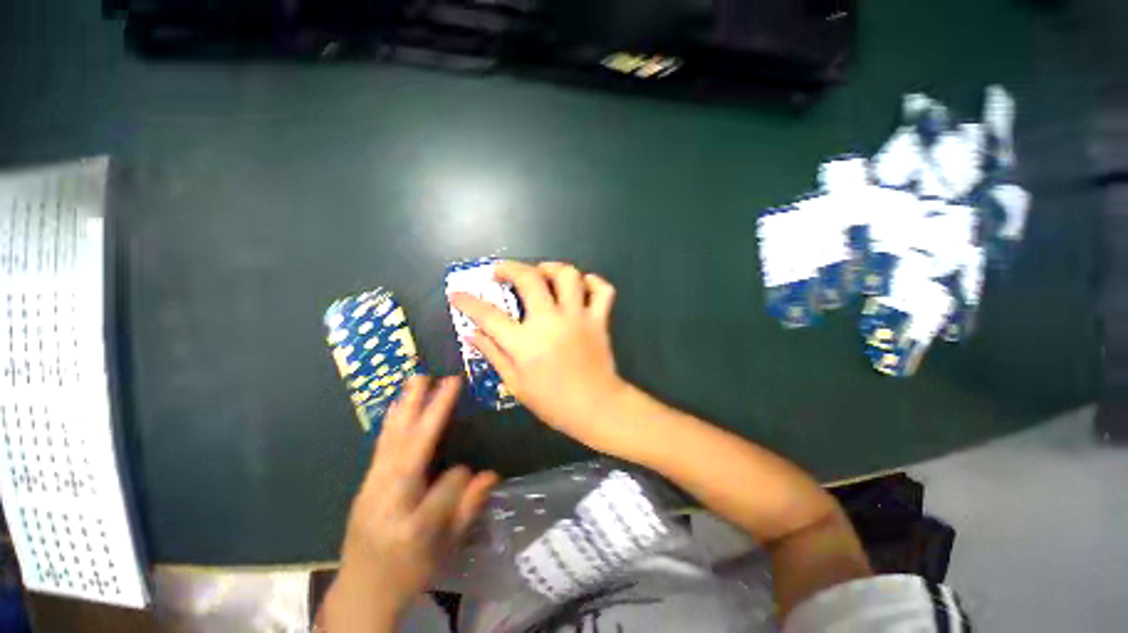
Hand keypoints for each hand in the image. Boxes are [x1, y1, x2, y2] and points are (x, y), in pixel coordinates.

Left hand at [325, 376, 498, 631]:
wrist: (360, 591)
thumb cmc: (409, 572)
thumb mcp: (446, 550)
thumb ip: (468, 510)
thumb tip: (491, 473)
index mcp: (413, 526)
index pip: (446, 485)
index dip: (462, 478)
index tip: (475, 477)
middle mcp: (388, 501)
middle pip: (411, 450)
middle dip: (430, 412)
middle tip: (443, 380)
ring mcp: (371, 490)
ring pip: (393, 441)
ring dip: (408, 407)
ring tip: (418, 379)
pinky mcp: (364, 483)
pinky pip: (381, 445)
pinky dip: (393, 421)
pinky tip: (399, 403)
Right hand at [449, 261, 628, 451]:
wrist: (596, 408)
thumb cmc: (552, 402)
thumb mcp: (515, 383)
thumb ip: (493, 354)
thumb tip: (471, 334)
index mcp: (525, 343)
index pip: (489, 315)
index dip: (468, 302)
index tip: (457, 294)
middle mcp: (551, 322)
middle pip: (529, 279)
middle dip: (509, 268)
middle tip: (500, 272)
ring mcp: (578, 317)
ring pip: (567, 276)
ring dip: (550, 267)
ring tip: (541, 272)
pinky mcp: (599, 320)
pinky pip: (602, 290)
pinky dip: (593, 282)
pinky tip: (581, 285)